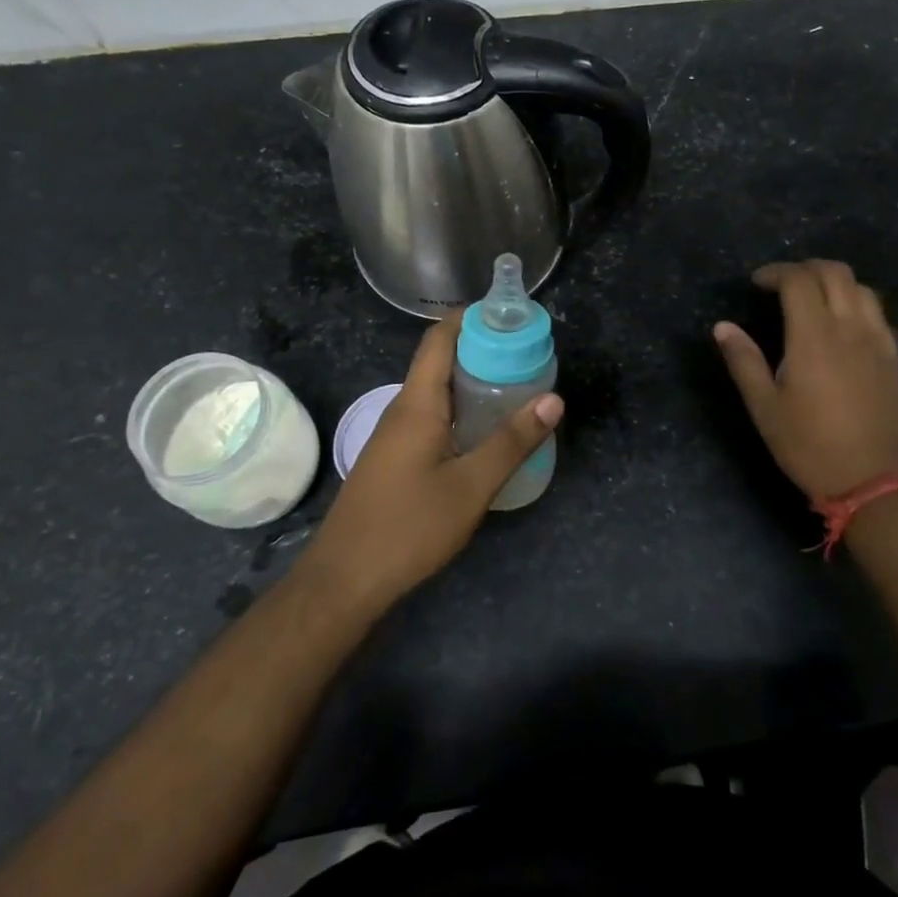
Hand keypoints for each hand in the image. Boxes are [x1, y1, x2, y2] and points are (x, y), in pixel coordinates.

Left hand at [305, 316, 563, 612]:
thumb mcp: (470, 486)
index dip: (472, 318)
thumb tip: (553, 399)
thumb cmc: (408, 527)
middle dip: (482, 349)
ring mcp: (395, 434)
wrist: (344, 580)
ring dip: (473, 381)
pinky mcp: (395, 457)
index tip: (511, 316)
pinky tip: (486, 430)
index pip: (440, 338)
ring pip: (437, 391)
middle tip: (528, 354)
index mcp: (417, 403)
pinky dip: (462, 409)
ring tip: (517, 386)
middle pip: (440, 361)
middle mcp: (402, 409)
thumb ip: (511, 441)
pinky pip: (432, 415)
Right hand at [713, 260, 897, 504]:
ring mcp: (878, 341)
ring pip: (862, 288)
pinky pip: (878, 312)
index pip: (798, 281)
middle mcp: (850, 328)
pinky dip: (856, 302)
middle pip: (835, 272)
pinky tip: (842, 325)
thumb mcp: (765, 409)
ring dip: (834, 281)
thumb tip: (723, 327)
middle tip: (782, 284)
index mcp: (814, 337)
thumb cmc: (811, 447)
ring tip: (812, 299)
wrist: (876, 482)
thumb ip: (744, 362)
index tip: (757, 283)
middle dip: (805, 268)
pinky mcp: (894, 358)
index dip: (775, 272)